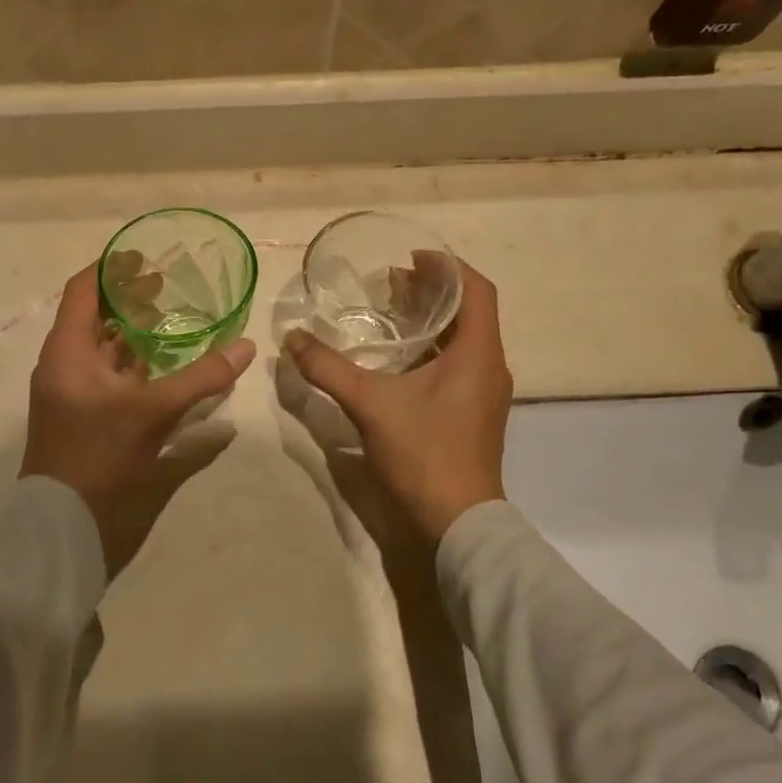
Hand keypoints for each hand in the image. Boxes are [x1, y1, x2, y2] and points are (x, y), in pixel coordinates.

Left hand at [21, 263, 255, 576]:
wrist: (61, 526)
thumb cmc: (98, 456)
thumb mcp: (154, 412)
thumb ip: (202, 378)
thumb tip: (246, 346)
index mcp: (68, 351)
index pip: (84, 289)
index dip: (112, 267)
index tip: (146, 255)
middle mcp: (66, 365)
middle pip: (95, 316)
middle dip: (129, 299)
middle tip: (169, 287)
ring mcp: (74, 393)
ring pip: (104, 349)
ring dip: (134, 333)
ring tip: (174, 319)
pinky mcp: (85, 416)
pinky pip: (110, 376)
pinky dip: (136, 365)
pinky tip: (167, 366)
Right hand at [285, 260, 512, 543]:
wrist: (457, 523)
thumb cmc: (423, 454)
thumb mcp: (370, 404)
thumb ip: (328, 368)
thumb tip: (292, 339)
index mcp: (478, 353)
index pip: (477, 290)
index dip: (447, 266)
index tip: (409, 258)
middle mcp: (489, 366)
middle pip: (468, 311)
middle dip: (431, 291)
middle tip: (389, 283)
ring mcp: (484, 393)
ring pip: (462, 339)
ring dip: (430, 320)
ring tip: (390, 311)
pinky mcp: (473, 413)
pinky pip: (457, 363)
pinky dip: (430, 348)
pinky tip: (397, 358)